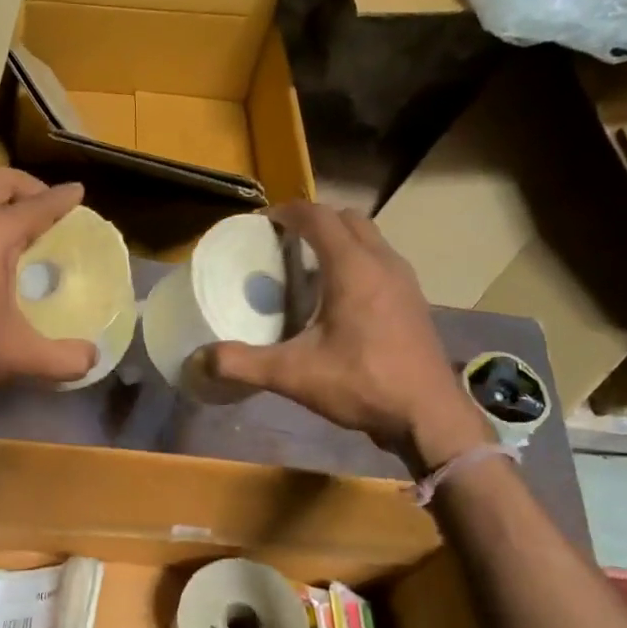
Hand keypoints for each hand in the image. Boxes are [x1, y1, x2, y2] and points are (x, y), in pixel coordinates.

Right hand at [197, 202, 493, 465]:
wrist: (427, 415)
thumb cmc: (362, 384)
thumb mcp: (293, 375)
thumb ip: (243, 363)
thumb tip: (199, 359)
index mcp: (352, 268)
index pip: (318, 217)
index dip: (288, 212)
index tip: (262, 222)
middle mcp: (382, 262)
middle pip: (347, 219)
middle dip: (314, 220)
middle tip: (283, 241)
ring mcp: (404, 280)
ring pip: (369, 238)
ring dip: (339, 239)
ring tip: (308, 265)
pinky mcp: (413, 300)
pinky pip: (381, 261)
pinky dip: (357, 260)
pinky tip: (339, 296)